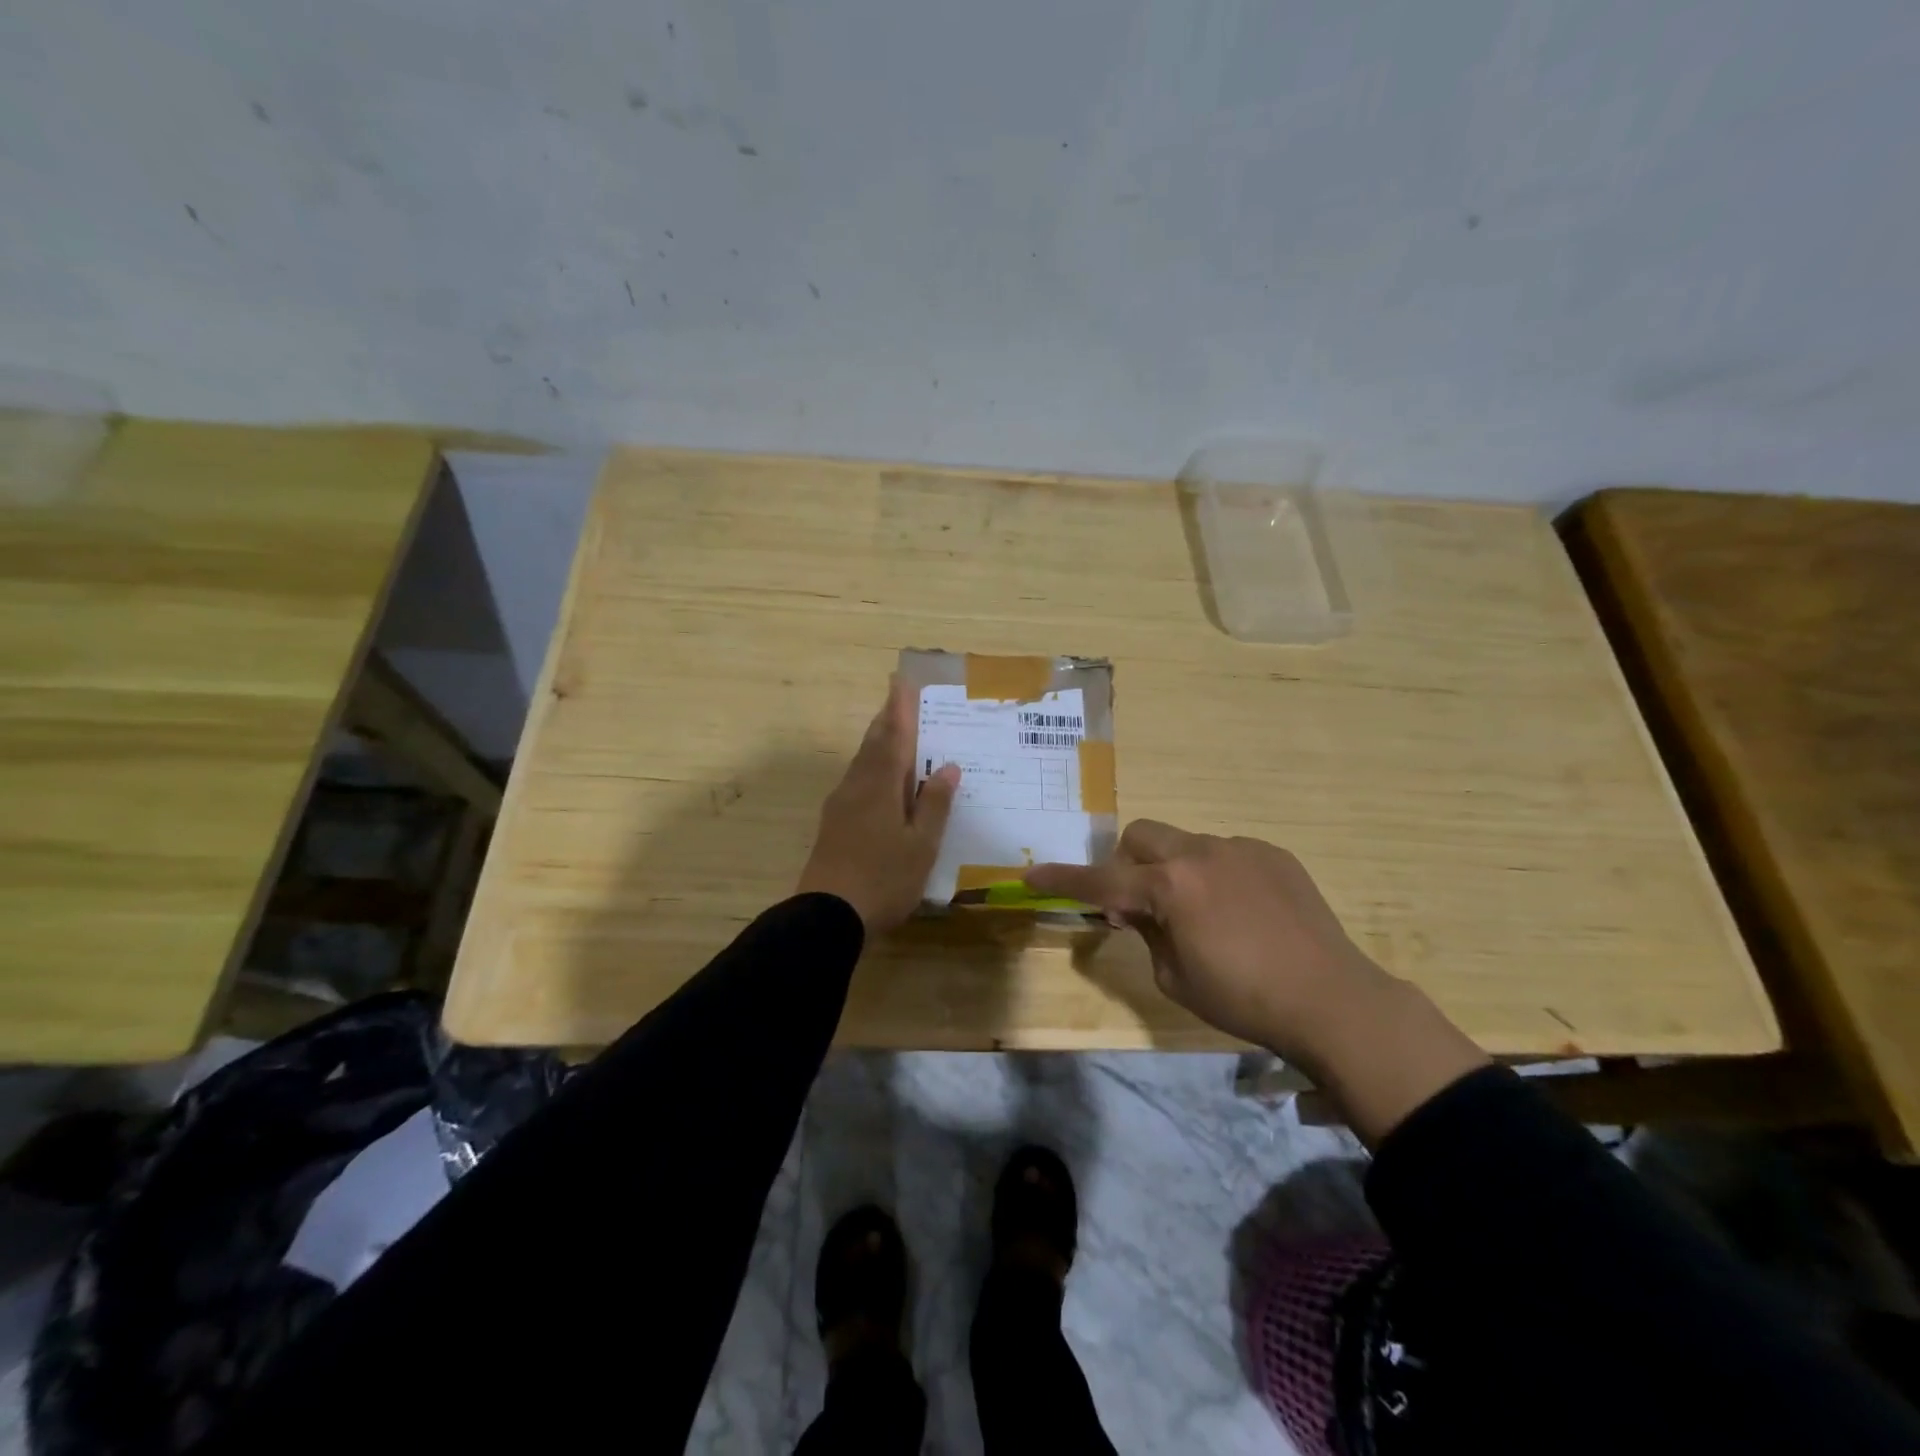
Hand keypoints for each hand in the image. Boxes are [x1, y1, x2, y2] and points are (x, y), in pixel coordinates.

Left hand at [797, 677, 960, 934]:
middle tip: (899, 700)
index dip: (899, 709)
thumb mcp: (920, 845)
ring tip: (894, 734)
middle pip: (872, 745)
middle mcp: (856, 787)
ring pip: (861, 763)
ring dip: (878, 744)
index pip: (893, 737)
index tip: (902, 681)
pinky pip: (856, 782)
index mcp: (879, 786)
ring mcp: (840, 806)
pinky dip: (871, 769)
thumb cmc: (883, 879)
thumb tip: (947, 767)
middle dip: (886, 721)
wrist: (826, 916)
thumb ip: (934, 805)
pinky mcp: (833, 825)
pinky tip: (880, 783)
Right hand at [1024, 821, 1382, 1058]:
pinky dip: (1215, 874)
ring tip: (1203, 914)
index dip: (1062, 880)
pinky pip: (1226, 853)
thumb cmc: (1243, 999)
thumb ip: (1146, 933)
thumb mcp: (1175, 978)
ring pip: (1185, 843)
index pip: (1101, 881)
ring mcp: (1240, 848)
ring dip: (1174, 870)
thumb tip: (1134, 911)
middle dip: (1126, 863)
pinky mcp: (1273, 854)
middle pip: (1140, 836)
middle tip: (1138, 904)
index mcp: (1170, 887)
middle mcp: (1200, 853)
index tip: (1030, 876)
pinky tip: (1243, 912)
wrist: (1332, 1000)